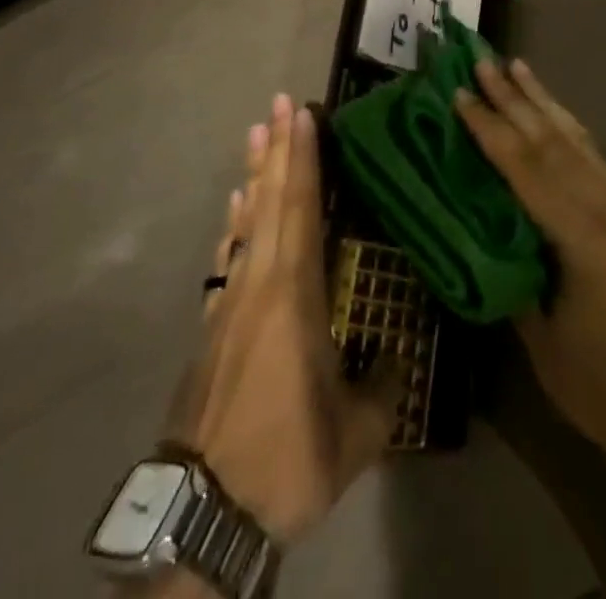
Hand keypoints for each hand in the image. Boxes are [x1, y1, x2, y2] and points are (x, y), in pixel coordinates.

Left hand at [168, 96, 400, 544]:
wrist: (206, 503)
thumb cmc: (287, 457)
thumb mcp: (355, 434)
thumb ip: (383, 386)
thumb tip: (399, 353)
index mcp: (294, 293)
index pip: (301, 207)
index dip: (303, 158)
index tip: (301, 114)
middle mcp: (259, 280)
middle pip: (270, 199)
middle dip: (277, 148)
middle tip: (277, 102)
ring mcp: (231, 298)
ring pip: (246, 220)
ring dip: (254, 174)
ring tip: (255, 134)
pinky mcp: (214, 321)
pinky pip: (229, 253)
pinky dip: (235, 222)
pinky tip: (236, 206)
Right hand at [453, 60, 605, 474]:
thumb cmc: (596, 383)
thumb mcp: (537, 332)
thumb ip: (508, 266)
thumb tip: (473, 218)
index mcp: (583, 239)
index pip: (526, 169)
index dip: (490, 129)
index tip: (460, 93)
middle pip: (551, 141)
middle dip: (513, 98)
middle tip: (483, 60)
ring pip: (576, 139)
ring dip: (542, 100)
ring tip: (517, 65)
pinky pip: (593, 156)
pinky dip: (567, 125)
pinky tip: (552, 110)